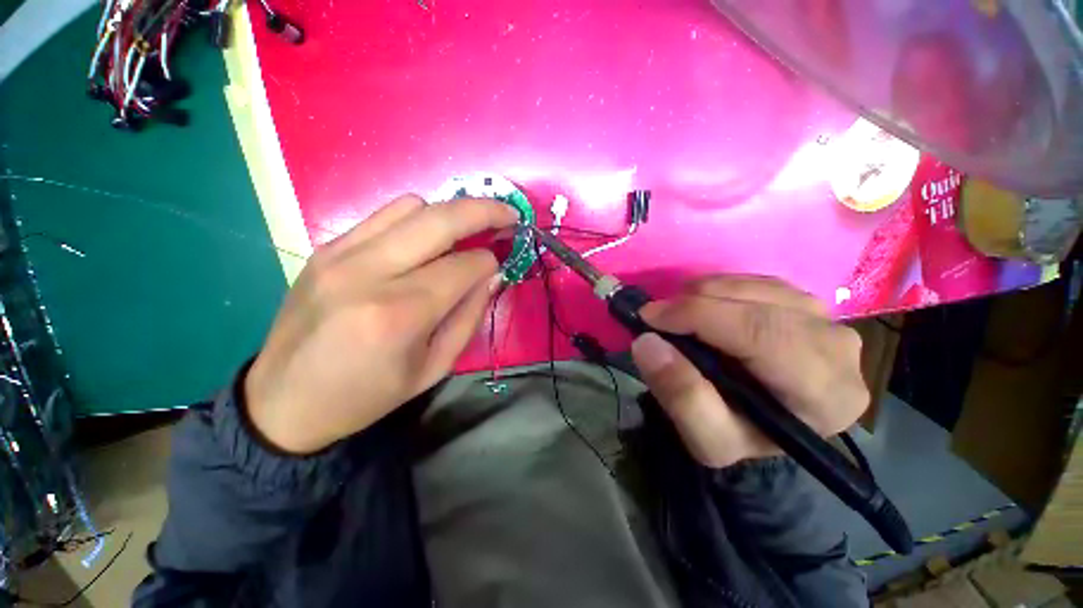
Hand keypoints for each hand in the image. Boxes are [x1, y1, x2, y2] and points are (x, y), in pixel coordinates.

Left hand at [244, 195, 516, 453]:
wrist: (284, 402)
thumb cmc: (367, 395)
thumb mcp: (434, 368)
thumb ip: (469, 316)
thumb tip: (493, 275)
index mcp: (400, 314)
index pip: (464, 266)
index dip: (490, 263)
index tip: (500, 265)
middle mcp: (369, 273)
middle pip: (441, 219)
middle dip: (485, 212)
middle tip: (509, 216)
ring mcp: (341, 254)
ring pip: (412, 206)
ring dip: (448, 214)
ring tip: (464, 232)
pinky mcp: (326, 248)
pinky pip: (383, 215)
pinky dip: (416, 219)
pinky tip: (425, 239)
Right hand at [630, 276, 867, 467]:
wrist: (765, 426)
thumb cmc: (741, 437)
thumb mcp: (707, 439)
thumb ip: (680, 396)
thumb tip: (648, 342)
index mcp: (826, 393)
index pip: (761, 334)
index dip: (699, 316)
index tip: (649, 315)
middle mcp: (838, 349)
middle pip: (761, 304)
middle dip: (697, 302)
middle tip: (656, 314)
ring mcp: (828, 320)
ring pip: (758, 287)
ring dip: (707, 293)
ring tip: (678, 313)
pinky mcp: (810, 305)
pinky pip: (760, 282)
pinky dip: (721, 288)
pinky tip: (703, 306)